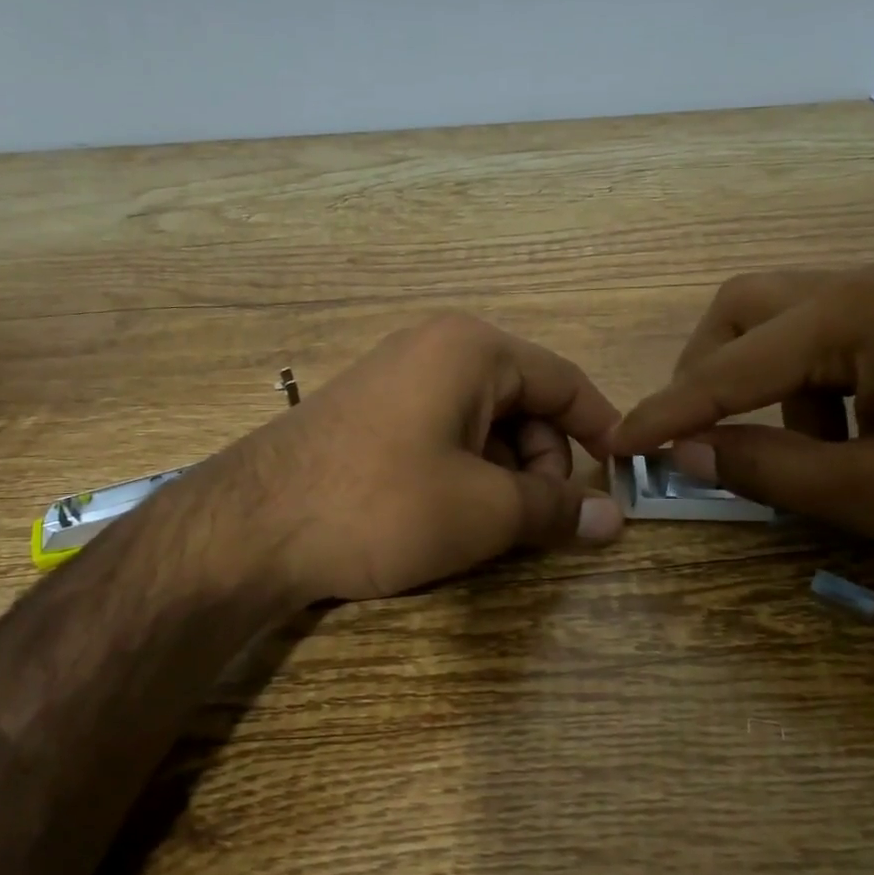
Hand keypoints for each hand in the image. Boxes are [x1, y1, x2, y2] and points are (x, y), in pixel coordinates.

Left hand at [209, 314, 624, 602]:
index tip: (622, 477)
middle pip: (525, 403)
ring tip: (484, 526)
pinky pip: (443, 433)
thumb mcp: (484, 510)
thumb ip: (555, 508)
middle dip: (542, 464)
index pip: (565, 382)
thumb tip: (612, 520)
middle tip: (533, 521)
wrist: (251, 527)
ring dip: (502, 474)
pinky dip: (463, 472)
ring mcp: (398, 377)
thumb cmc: (383, 504)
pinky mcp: (371, 412)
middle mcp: (437, 347)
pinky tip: (445, 515)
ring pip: (484, 424)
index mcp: (474, 349)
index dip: (602, 430)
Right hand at [610, 263, 873, 569]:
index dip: (666, 412)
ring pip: (786, 319)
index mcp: (856, 314)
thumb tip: (684, 452)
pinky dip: (810, 382)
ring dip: (762, 381)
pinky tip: (851, 434)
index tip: (617, 445)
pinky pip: (834, 334)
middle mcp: (871, 282)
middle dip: (706, 373)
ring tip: (798, 451)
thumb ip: (767, 469)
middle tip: (700, 435)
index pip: (727, 366)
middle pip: (743, 309)